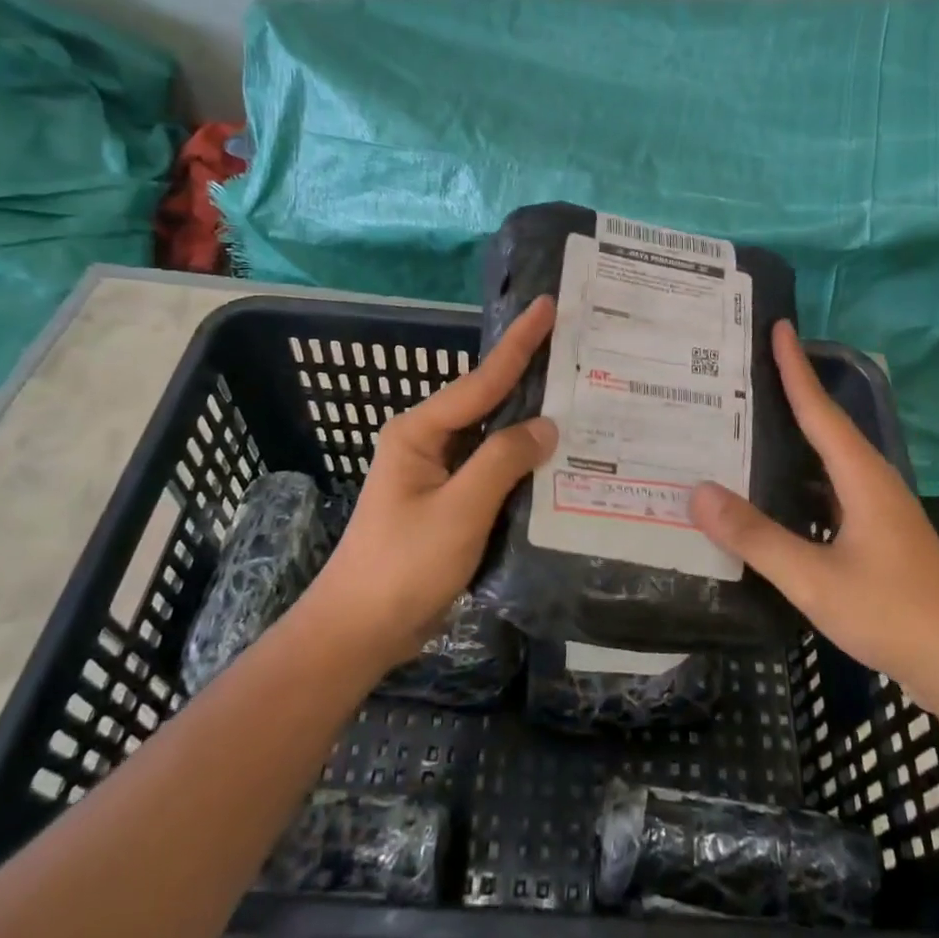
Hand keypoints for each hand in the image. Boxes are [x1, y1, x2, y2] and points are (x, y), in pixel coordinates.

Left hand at [299, 296, 558, 668]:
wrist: (360, 631)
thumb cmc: (403, 565)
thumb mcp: (459, 510)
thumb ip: (503, 461)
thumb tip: (547, 426)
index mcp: (420, 431)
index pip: (481, 380)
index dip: (520, 343)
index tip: (547, 306)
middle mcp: (429, 441)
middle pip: (488, 400)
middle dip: (530, 375)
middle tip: (576, 348)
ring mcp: (439, 472)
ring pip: (494, 436)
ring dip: (531, 421)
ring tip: (578, 395)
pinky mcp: (451, 501)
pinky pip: (493, 468)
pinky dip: (523, 460)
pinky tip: (557, 457)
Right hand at [687, 321, 938, 712]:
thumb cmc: (895, 613)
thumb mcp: (816, 579)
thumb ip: (757, 536)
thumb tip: (698, 492)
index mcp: (861, 476)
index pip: (819, 408)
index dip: (795, 367)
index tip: (777, 325)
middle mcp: (871, 481)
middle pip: (824, 424)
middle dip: (790, 390)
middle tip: (746, 367)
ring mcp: (878, 509)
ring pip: (827, 458)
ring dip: (794, 434)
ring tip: (749, 420)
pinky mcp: (878, 534)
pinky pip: (830, 486)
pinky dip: (799, 475)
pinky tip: (775, 489)